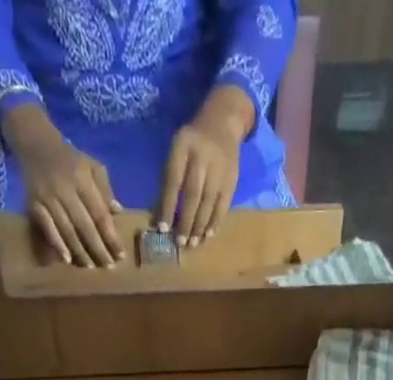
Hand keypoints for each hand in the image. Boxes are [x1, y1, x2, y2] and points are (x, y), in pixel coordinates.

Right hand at [6, 106, 123, 265]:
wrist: (35, 142)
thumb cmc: (69, 159)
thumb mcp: (91, 165)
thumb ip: (105, 188)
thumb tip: (118, 212)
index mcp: (82, 178)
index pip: (100, 214)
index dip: (111, 236)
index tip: (120, 255)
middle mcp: (65, 189)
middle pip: (85, 225)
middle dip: (98, 249)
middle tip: (109, 266)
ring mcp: (48, 197)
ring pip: (67, 230)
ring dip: (80, 251)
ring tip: (91, 267)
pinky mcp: (33, 204)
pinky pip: (47, 228)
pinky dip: (57, 244)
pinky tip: (66, 259)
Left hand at [158, 86, 252, 245]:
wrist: (223, 122)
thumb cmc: (192, 142)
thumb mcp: (176, 151)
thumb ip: (168, 179)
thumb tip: (160, 215)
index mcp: (183, 146)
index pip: (174, 181)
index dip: (168, 206)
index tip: (163, 229)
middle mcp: (202, 156)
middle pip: (193, 194)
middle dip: (186, 221)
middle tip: (180, 242)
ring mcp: (219, 168)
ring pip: (209, 202)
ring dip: (200, 226)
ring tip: (193, 244)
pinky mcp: (231, 178)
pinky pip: (223, 204)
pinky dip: (215, 221)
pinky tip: (208, 235)